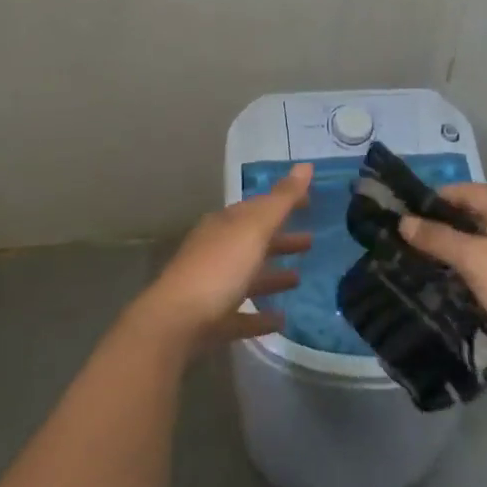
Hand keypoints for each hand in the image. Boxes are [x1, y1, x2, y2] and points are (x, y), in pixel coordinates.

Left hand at [131, 164, 313, 352]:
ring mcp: (212, 286)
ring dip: (273, 276)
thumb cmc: (219, 267)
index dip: (283, 202)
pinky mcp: (212, 321)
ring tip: (299, 279)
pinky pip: (242, 314)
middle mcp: (216, 250)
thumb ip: (282, 200)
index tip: (309, 202)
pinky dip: (261, 316)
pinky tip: (281, 320)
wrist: (176, 322)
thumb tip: (306, 165)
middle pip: (253, 241)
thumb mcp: (254, 228)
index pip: (258, 207)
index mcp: (225, 225)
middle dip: (280, 240)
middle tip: (310, 241)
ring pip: (247, 276)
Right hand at [399, 184, 486, 361]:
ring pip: (483, 246)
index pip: (465, 191)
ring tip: (422, 267)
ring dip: (456, 255)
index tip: (404, 214)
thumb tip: (404, 221)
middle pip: (474, 217)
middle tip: (407, 244)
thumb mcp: (476, 260)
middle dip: (442, 228)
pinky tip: (453, 291)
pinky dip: (473, 276)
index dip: (434, 198)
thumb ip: (440, 239)